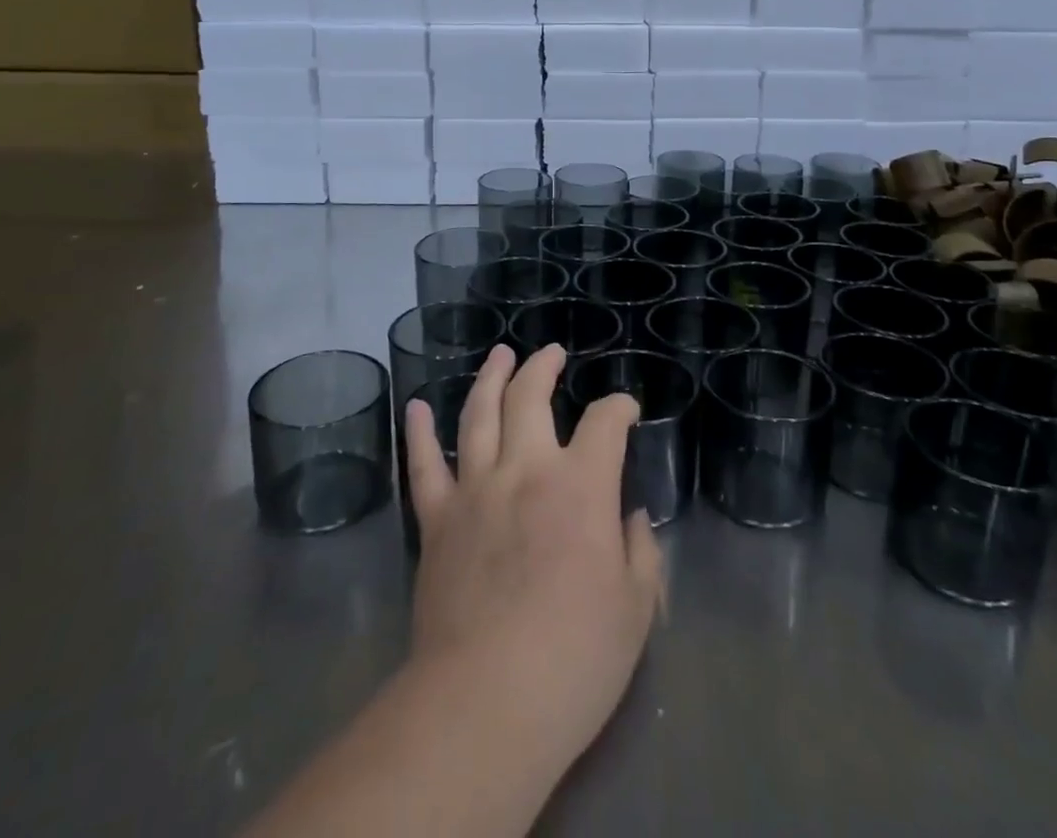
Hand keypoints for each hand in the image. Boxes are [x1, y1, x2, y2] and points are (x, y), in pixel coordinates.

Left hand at [404, 343, 663, 770]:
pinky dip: (420, 432)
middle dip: (544, 367)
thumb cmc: (574, 660)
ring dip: (490, 378)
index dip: (619, 408)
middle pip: (530, 397)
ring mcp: (475, 490)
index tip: (626, 410)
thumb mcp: (635, 610)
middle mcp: (526, 470)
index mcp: (581, 486)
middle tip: (551, 352)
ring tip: (500, 355)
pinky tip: (417, 406)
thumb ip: (640, 552)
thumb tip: (629, 517)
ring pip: (479, 414)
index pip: (605, 423)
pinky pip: (424, 466)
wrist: (485, 703)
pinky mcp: (437, 520)